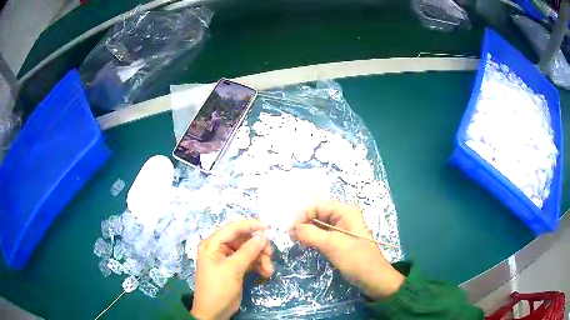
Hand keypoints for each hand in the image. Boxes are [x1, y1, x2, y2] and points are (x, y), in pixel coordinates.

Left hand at [191, 220, 273, 319]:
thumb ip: (248, 251)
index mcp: (213, 244)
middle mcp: (219, 248)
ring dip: (261, 258)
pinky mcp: (235, 268)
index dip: (251, 226)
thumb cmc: (218, 288)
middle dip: (258, 247)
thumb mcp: (232, 269)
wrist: (214, 312)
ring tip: (269, 270)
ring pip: (249, 250)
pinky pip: (250, 261)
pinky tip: (265, 273)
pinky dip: (258, 265)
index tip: (269, 229)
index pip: (233, 228)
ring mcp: (228, 259)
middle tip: (271, 255)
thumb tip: (263, 235)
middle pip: (243, 239)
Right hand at [288, 200, 403, 299]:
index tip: (292, 231)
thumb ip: (310, 234)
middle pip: (316, 213)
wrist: (373, 278)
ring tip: (299, 243)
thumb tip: (291, 228)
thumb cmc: (356, 259)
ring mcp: (341, 229)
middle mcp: (342, 217)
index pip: (317, 205)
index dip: (303, 215)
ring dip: (306, 232)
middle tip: (292, 238)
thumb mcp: (333, 245)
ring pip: (317, 224)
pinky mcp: (338, 241)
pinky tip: (307, 246)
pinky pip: (321, 235)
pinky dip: (312, 239)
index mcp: (345, 212)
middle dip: (303, 223)